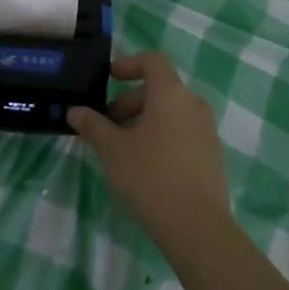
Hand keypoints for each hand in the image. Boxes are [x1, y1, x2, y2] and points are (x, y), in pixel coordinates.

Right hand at [67, 51, 230, 253]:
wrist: (198, 228)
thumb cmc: (150, 176)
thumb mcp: (112, 149)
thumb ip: (93, 125)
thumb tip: (75, 111)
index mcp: (171, 94)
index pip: (153, 61)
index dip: (129, 64)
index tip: (109, 79)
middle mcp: (194, 105)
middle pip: (160, 89)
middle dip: (130, 102)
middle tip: (107, 125)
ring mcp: (207, 132)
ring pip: (172, 113)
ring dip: (145, 121)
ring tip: (123, 148)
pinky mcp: (212, 158)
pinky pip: (183, 134)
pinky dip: (162, 138)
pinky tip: (146, 167)